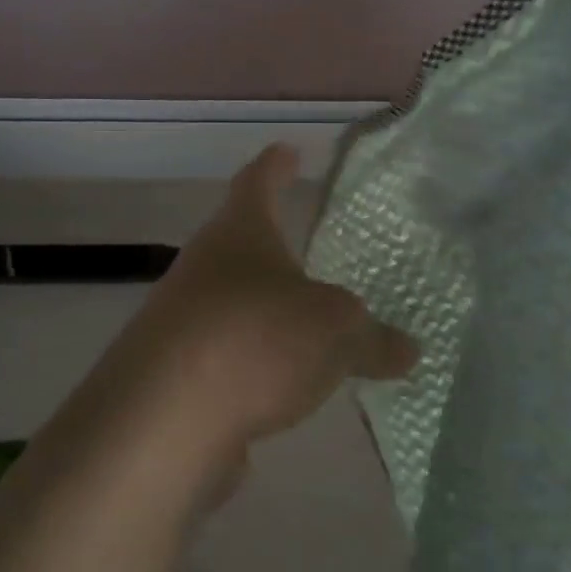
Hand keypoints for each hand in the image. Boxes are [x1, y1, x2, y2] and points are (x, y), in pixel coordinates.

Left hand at [86, 146, 417, 494]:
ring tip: (306, 324)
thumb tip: (406, 350)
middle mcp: (203, 268)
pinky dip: (255, 364)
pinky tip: (283, 387)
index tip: (287, 149)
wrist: (163, 421)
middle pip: (239, 244)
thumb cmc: (256, 340)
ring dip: (265, 310)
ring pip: (233, 304)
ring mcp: (181, 321)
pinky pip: (227, 357)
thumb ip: (373, 339)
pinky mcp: (175, 375)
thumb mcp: (336, 333)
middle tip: (307, 244)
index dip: (275, 165)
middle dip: (271, 245)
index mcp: (239, 234)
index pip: (257, 181)